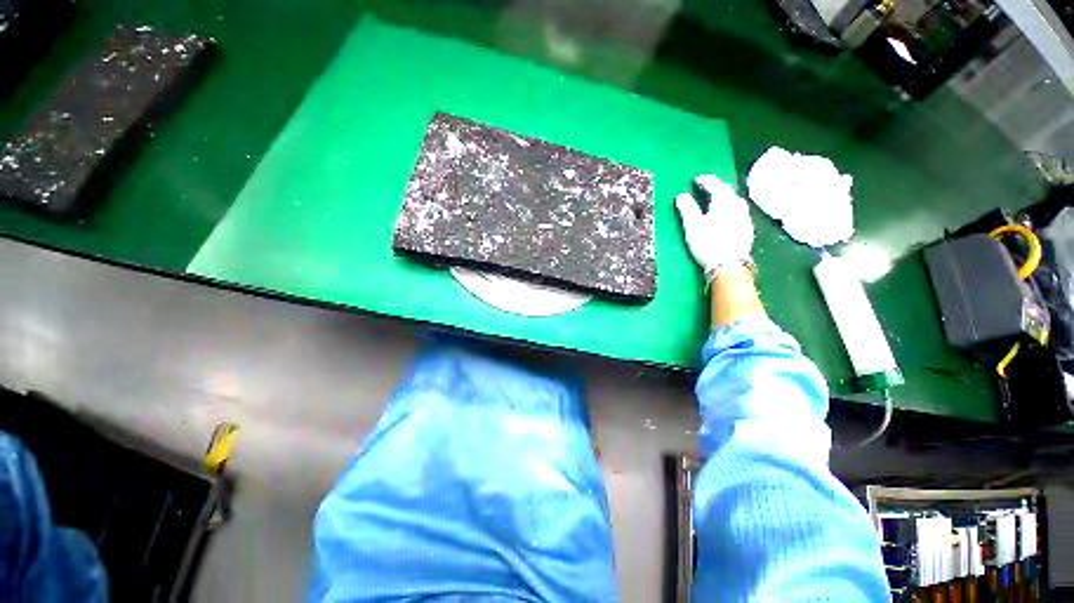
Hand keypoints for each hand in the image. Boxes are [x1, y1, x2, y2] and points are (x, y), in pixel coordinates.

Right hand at [675, 175, 754, 282]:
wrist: (729, 265)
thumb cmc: (708, 243)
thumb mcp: (693, 225)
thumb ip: (687, 208)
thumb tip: (681, 195)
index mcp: (723, 201)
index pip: (715, 185)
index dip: (705, 180)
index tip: (696, 179)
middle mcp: (737, 206)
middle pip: (727, 191)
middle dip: (716, 187)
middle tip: (706, 187)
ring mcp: (745, 218)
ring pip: (735, 201)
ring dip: (725, 198)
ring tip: (716, 200)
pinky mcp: (747, 230)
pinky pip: (739, 212)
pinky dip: (730, 209)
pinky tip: (727, 216)